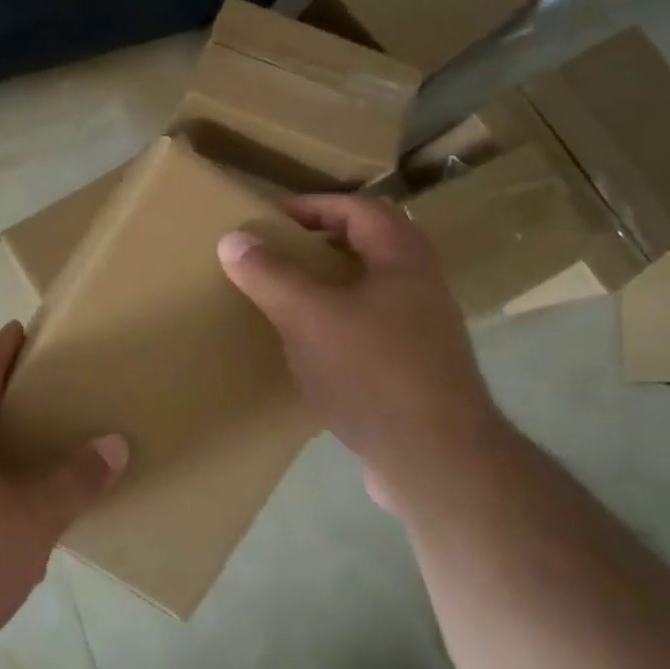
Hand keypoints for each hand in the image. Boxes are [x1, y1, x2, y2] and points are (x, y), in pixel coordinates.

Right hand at [218, 196, 497, 511]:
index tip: (270, 220)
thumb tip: (233, 238)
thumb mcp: (308, 316)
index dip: (312, 206)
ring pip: (366, 289)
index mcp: (403, 257)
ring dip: (326, 286)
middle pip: (365, 246)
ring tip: (283, 298)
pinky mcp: (414, 369)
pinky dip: (335, 324)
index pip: (357, 208)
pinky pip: (368, 328)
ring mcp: (422, 330)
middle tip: (274, 255)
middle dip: (317, 245)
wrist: (436, 461)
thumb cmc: (373, 371)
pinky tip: (306, 349)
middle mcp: (420, 285)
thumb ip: (269, 274)